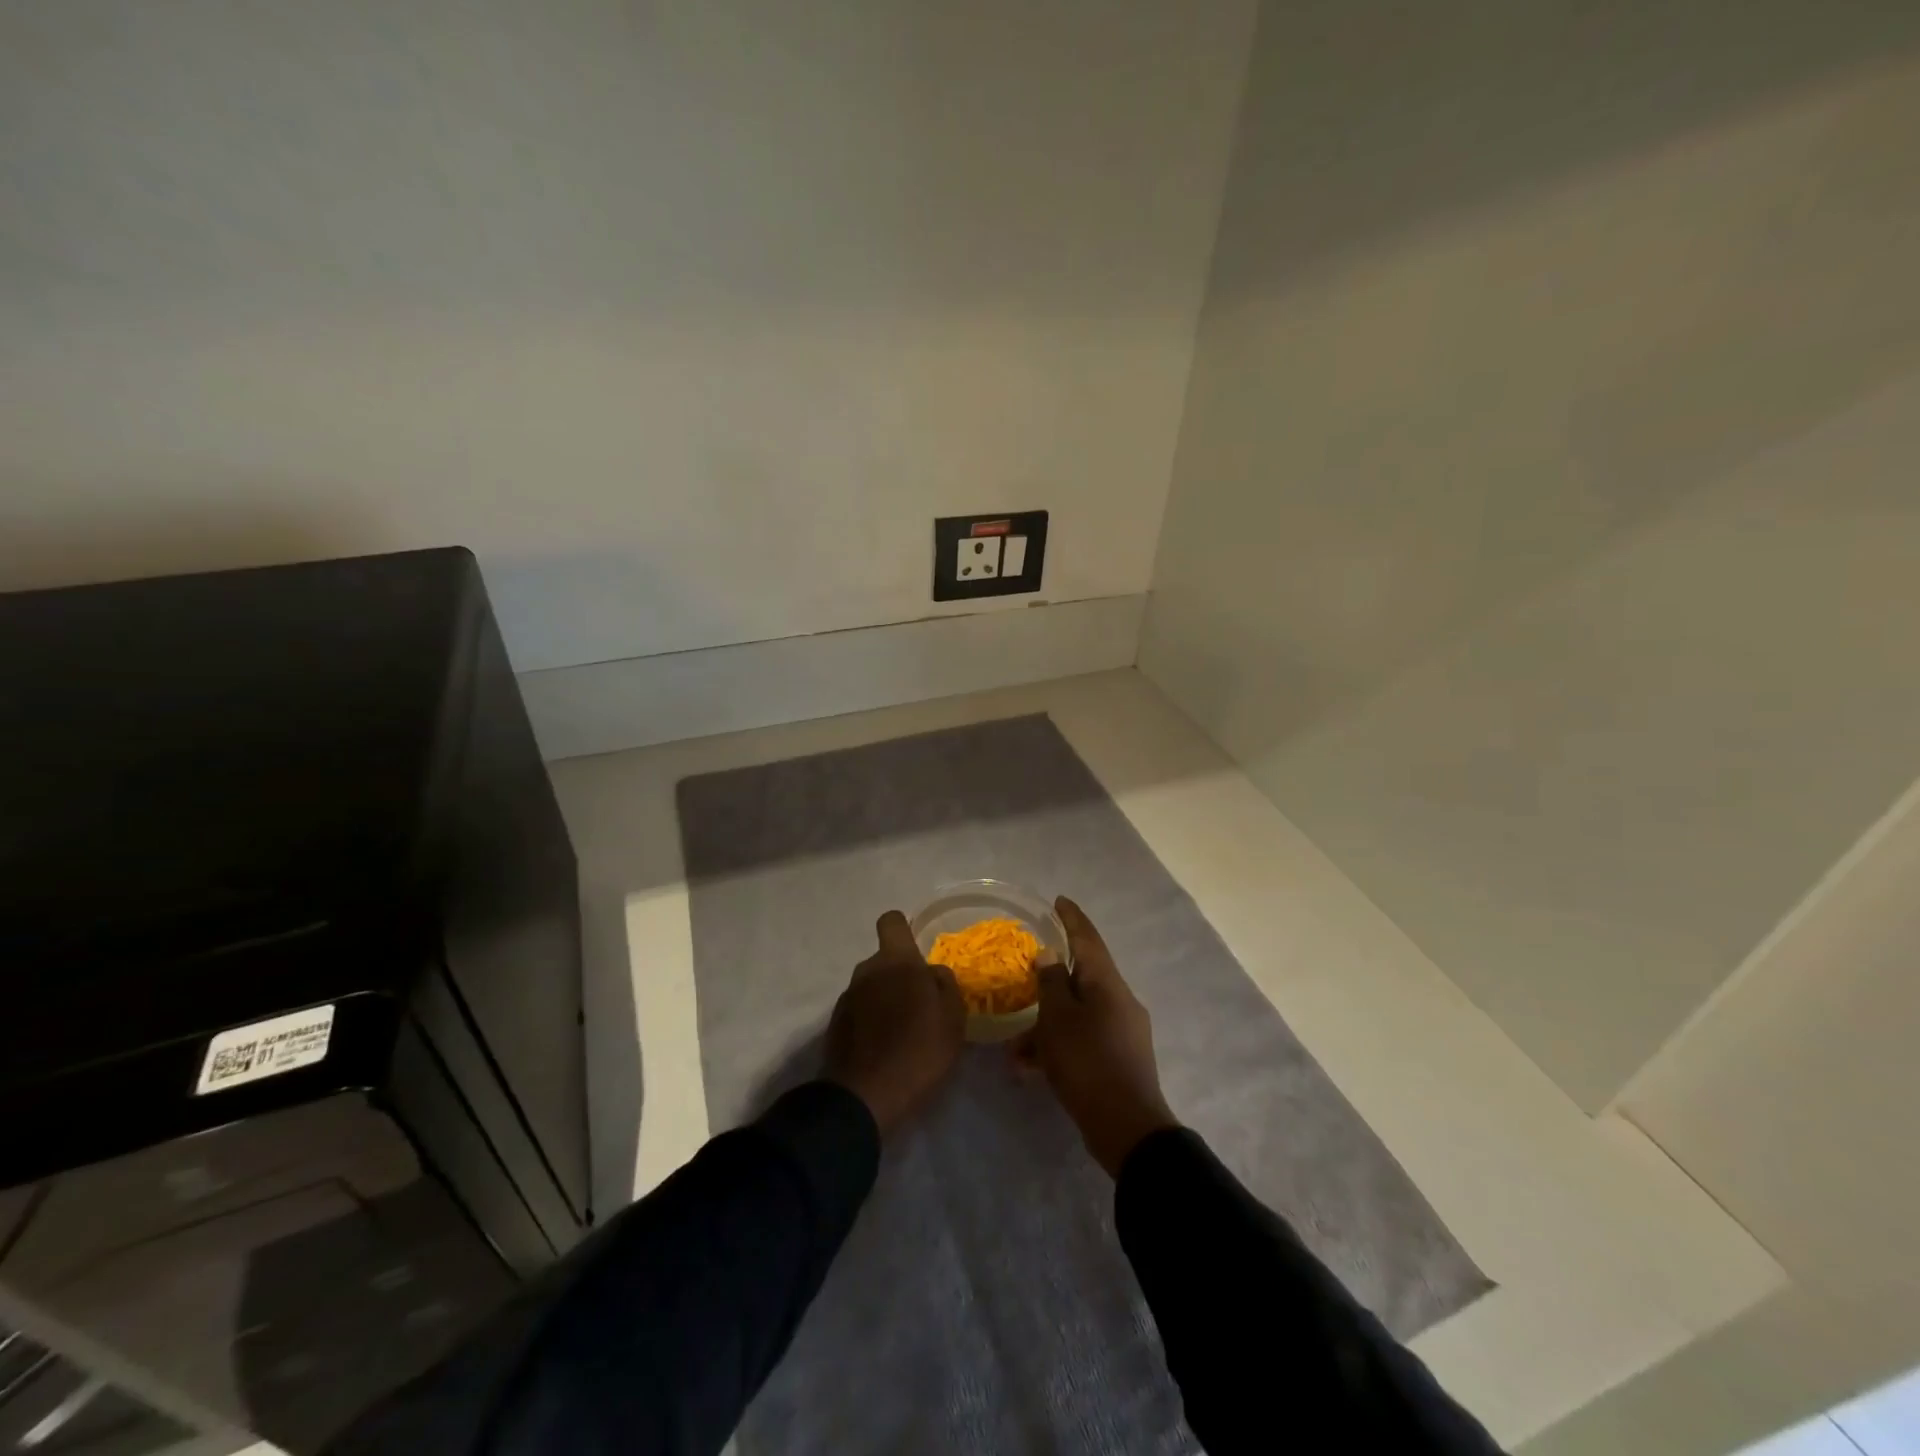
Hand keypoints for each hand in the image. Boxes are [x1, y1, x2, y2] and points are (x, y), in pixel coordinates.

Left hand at [823, 911, 965, 1135]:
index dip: (904, 930)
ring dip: (886, 1001)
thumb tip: (932, 972)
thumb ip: (944, 984)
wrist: (864, 1097)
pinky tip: (885, 1049)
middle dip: (900, 976)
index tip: (918, 953)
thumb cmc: (918, 1050)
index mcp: (895, 961)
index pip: (891, 921)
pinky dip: (871, 1023)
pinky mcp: (835, 1026)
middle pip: (884, 960)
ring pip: (872, 987)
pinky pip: (860, 1012)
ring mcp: (846, 998)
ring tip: (904, 1034)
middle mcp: (866, 970)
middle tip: (922, 1007)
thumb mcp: (952, 1016)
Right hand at [1017, 897, 1177, 1176]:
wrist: (1127, 1128)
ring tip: (1015, 1051)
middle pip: (1081, 978)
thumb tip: (1049, 954)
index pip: (1088, 939)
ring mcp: (1122, 1031)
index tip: (1058, 901)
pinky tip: (1030, 1069)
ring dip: (1046, 1026)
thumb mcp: (1058, 1020)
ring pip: (1077, 1015)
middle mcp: (1119, 1000)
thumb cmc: (1088, 1063)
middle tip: (1023, 979)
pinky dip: (1058, 1047)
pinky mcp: (1118, 1058)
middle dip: (1048, 984)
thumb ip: (1051, 982)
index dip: (1072, 918)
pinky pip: (1082, 1039)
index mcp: (1107, 983)